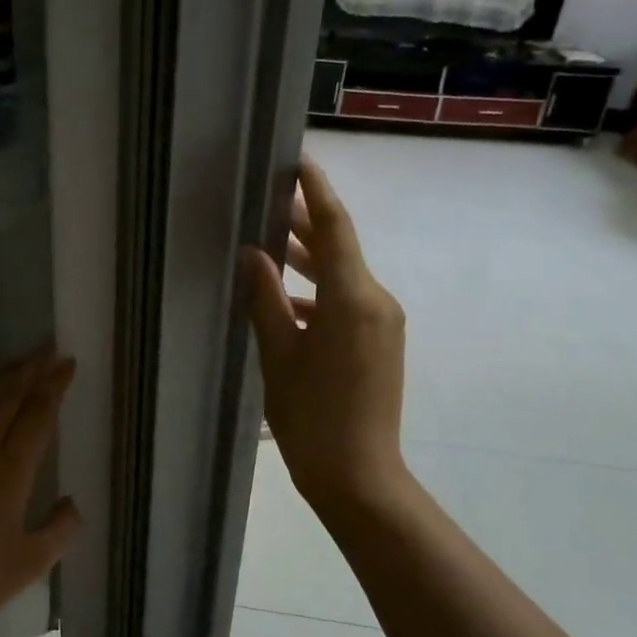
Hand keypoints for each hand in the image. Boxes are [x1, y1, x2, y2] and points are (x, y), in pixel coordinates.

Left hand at [0, 346, 79, 636]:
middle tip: (45, 346)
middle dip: (28, 369)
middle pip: (6, 398)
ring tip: (13, 366)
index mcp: (10, 469)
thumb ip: (58, 530)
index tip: (66, 362)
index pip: (37, 415)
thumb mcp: (30, 562)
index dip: (53, 386)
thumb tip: (71, 505)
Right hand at [247, 156, 409, 517]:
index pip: (335, 228)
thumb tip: (253, 253)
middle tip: (269, 199)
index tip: (298, 161)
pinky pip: (349, 301)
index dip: (316, 191)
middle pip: (340, 248)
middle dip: (306, 223)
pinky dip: (319, 292)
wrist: (358, 476)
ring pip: (343, 275)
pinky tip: (287, 297)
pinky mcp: (380, 342)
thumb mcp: (278, 356)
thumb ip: (266, 299)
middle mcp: (376, 301)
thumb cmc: (311, 418)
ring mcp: (383, 323)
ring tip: (271, 241)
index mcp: (352, 299)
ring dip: (310, 259)